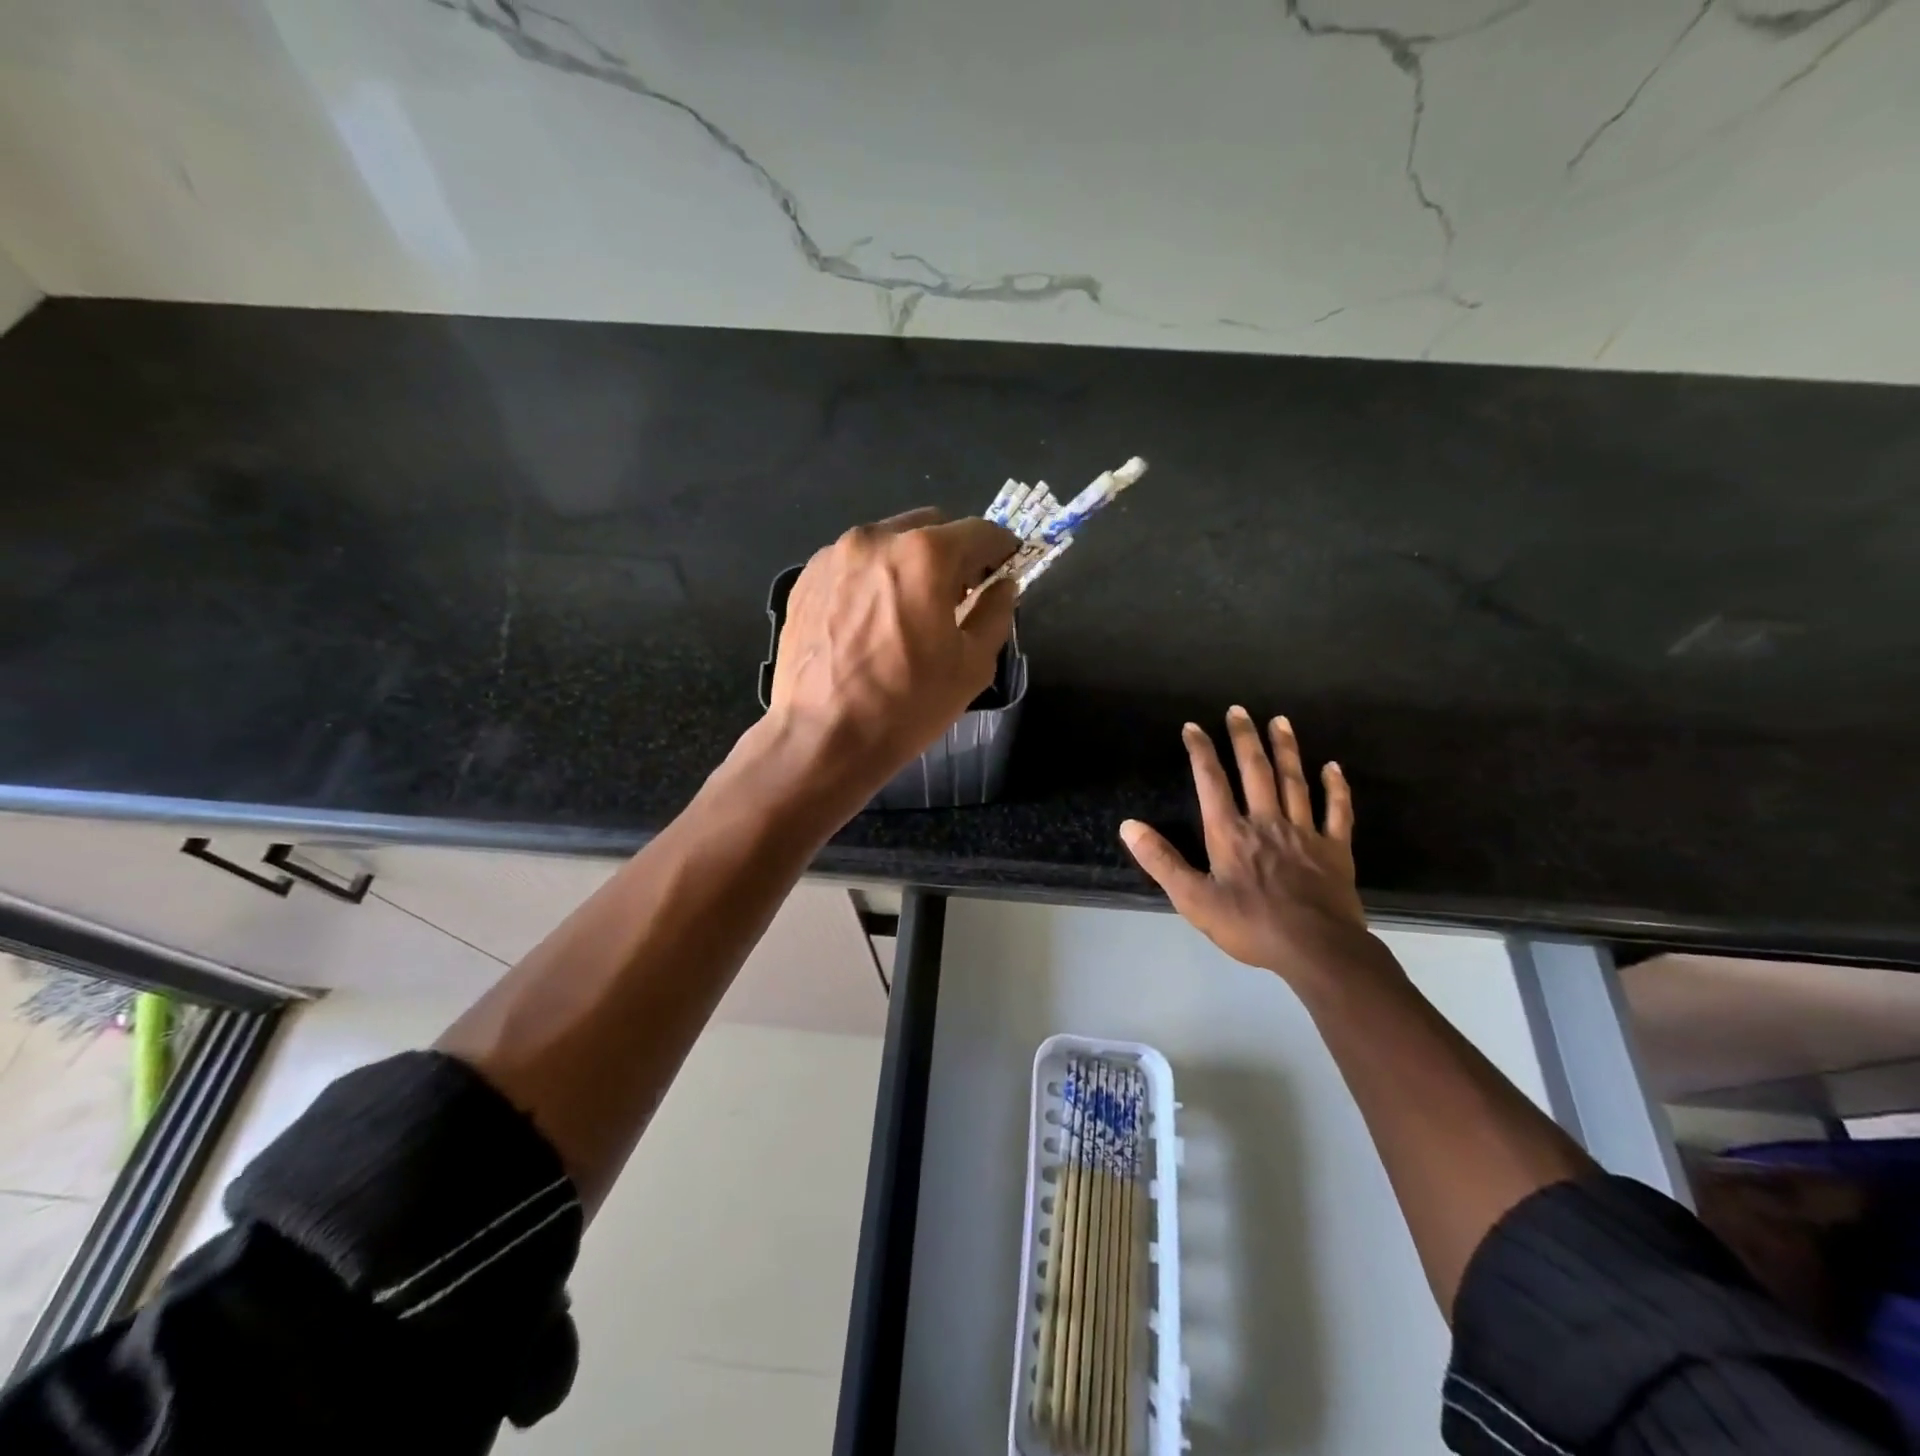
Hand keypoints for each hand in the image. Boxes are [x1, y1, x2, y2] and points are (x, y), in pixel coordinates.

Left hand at [768, 508, 1016, 791]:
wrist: (821, 738)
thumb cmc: (906, 705)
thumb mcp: (972, 665)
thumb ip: (995, 613)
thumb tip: (1002, 586)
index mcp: (924, 554)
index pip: (980, 532)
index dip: (1002, 549)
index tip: (1006, 569)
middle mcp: (876, 539)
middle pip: (930, 527)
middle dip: (953, 553)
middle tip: (958, 595)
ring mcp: (833, 556)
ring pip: (888, 543)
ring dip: (909, 564)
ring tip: (909, 612)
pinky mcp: (805, 579)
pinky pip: (853, 564)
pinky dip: (873, 579)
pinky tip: (871, 622)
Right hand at [1121, 707, 1377, 983]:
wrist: (1316, 949)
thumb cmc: (1250, 925)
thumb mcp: (1193, 899)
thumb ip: (1161, 861)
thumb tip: (1129, 826)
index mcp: (1230, 833)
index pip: (1211, 782)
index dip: (1201, 752)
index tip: (1193, 727)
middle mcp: (1266, 822)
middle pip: (1255, 771)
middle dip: (1244, 738)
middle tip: (1238, 710)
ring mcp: (1304, 832)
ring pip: (1294, 781)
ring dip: (1286, 749)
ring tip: (1280, 721)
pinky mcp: (1335, 849)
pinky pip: (1337, 811)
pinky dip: (1335, 788)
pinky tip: (1332, 767)